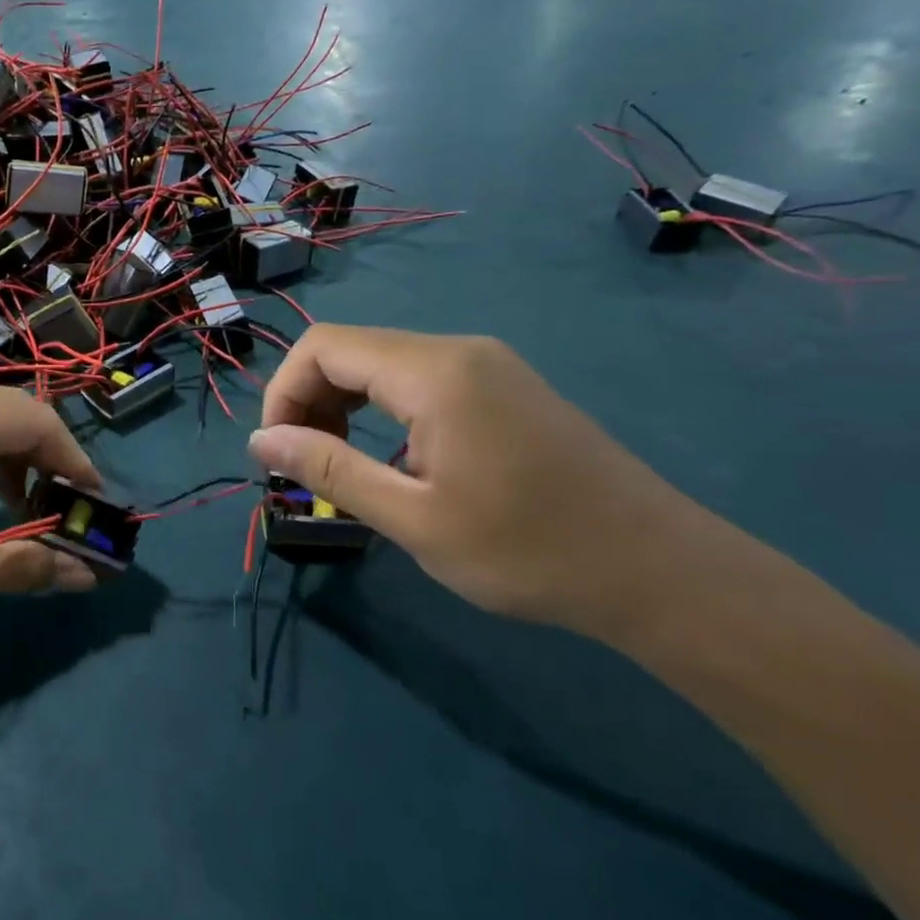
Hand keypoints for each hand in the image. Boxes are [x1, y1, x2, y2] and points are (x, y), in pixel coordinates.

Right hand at [247, 326, 726, 637]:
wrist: (659, 572)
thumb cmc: (528, 551)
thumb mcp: (412, 518)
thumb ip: (327, 468)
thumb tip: (260, 440)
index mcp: (434, 373)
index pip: (323, 347)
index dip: (283, 392)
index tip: (277, 453)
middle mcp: (458, 350)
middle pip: (350, 349)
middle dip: (308, 401)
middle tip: (304, 466)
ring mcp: (487, 365)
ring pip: (382, 363)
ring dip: (343, 406)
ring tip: (342, 466)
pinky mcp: (504, 387)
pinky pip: (419, 379)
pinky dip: (382, 410)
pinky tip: (395, 460)